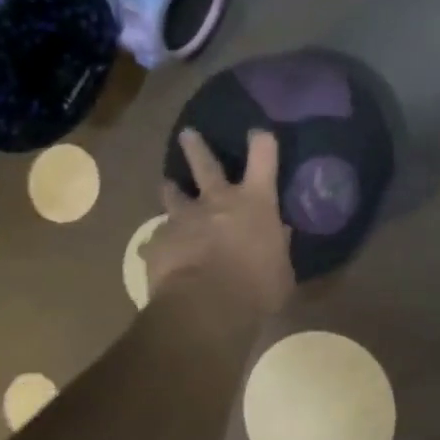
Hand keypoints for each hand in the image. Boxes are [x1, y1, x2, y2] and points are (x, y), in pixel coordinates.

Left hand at [145, 129, 293, 320]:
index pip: (263, 157)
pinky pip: (158, 237)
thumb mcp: (281, 270)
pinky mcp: (159, 241)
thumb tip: (279, 235)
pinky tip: (158, 251)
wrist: (206, 306)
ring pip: (173, 194)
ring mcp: (184, 218)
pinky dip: (161, 241)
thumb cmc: (257, 288)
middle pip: (205, 163)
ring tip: (167, 185)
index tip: (259, 133)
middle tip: (187, 133)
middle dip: (197, 146)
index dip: (262, 142)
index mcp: (255, 202)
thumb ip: (278, 248)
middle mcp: (218, 201)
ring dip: (171, 189)